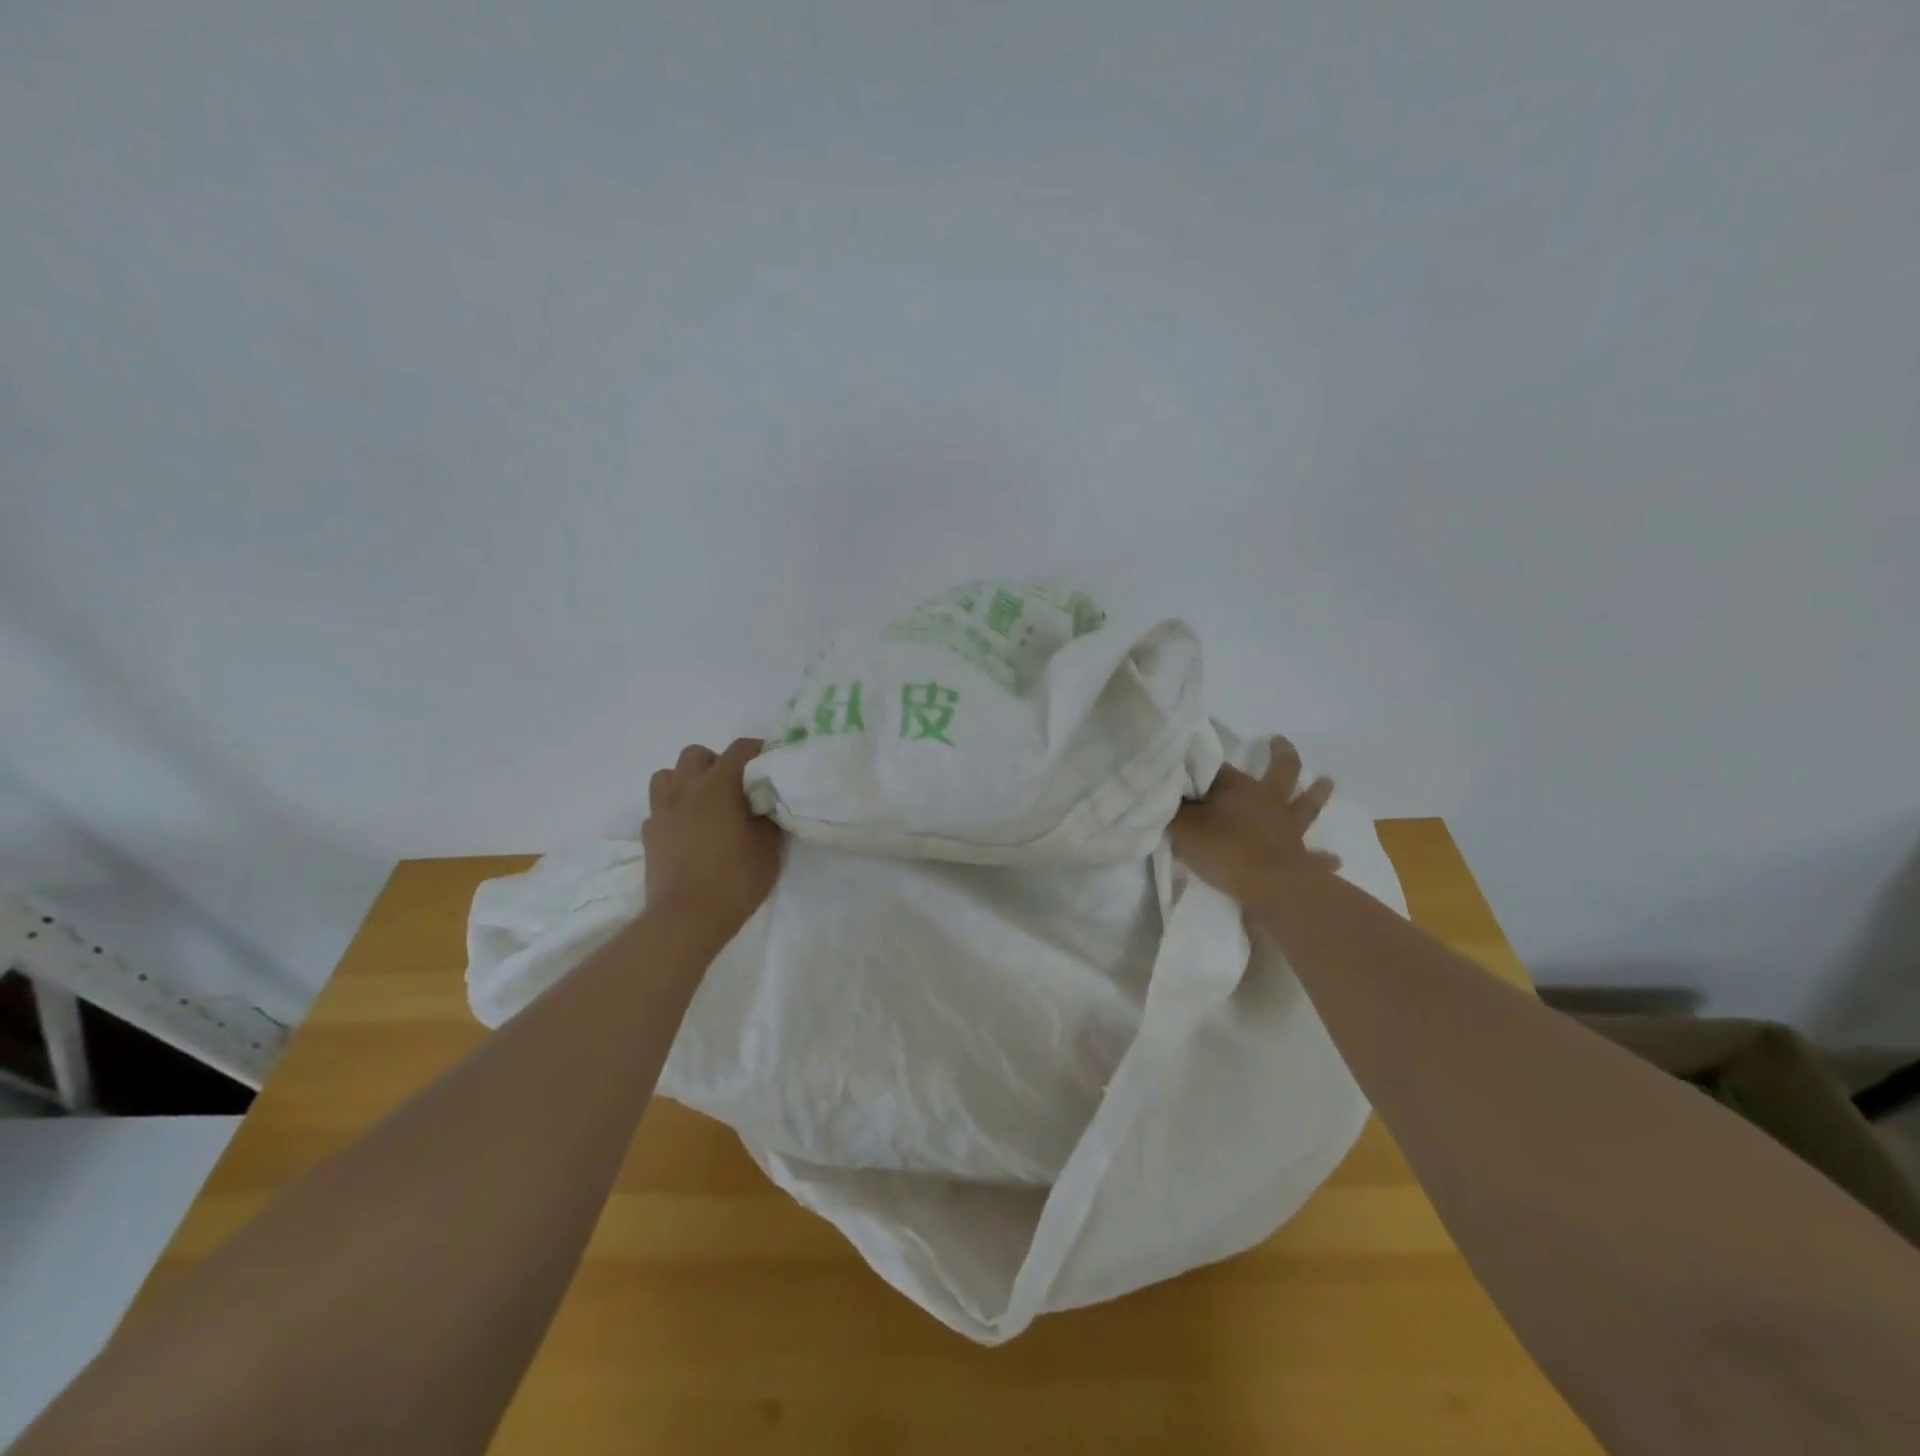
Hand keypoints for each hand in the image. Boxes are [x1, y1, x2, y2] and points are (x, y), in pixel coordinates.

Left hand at [643, 738, 782, 937]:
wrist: (687, 918)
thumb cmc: (735, 878)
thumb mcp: (768, 847)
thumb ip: (767, 816)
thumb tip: (765, 803)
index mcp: (718, 785)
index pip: (739, 749)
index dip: (757, 749)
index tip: (770, 760)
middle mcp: (686, 788)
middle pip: (696, 754)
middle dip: (716, 762)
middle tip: (734, 785)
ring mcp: (662, 810)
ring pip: (668, 775)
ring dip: (687, 780)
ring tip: (704, 801)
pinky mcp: (649, 834)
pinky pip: (659, 807)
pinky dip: (673, 810)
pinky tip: (687, 829)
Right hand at [1170, 738, 1340, 907]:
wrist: (1267, 884)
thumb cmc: (1222, 848)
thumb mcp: (1182, 825)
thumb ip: (1174, 809)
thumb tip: (1170, 791)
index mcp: (1238, 788)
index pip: (1216, 768)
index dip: (1204, 765)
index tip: (1191, 762)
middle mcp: (1267, 801)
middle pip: (1280, 772)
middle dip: (1281, 755)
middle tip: (1280, 742)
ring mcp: (1288, 828)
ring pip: (1306, 805)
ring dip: (1317, 793)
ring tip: (1327, 782)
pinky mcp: (1300, 858)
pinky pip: (1315, 857)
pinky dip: (1324, 858)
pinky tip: (1335, 858)